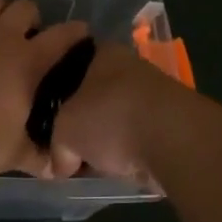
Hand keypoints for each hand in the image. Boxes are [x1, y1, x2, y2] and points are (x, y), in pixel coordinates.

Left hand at [0, 0, 90, 178]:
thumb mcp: (14, 153)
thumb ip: (36, 156)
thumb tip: (56, 171)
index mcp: (28, 61)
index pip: (62, 36)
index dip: (74, 32)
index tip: (80, 32)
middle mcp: (1, 35)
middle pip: (25, 7)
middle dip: (29, 17)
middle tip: (24, 36)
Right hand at [50, 44, 183, 185]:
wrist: (172, 138)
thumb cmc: (110, 117)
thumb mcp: (65, 132)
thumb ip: (57, 147)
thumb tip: (60, 166)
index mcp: (102, 53)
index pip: (73, 66)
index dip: (58, 91)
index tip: (49, 115)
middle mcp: (130, 66)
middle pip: (97, 94)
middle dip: (84, 120)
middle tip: (67, 146)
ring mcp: (155, 93)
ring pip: (119, 116)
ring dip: (108, 138)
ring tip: (91, 164)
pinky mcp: (173, 122)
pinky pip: (140, 136)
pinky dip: (130, 151)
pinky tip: (119, 169)